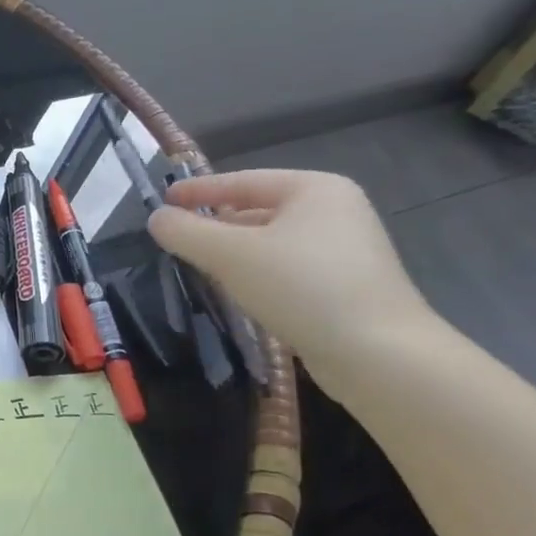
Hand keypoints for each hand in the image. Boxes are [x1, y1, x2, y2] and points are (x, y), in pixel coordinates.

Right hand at [146, 170, 434, 387]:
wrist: (379, 354)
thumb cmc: (302, 287)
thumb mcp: (230, 254)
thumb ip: (185, 231)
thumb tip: (156, 218)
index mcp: (314, 189)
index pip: (241, 181)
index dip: (198, 190)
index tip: (163, 200)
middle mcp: (335, 212)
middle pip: (257, 210)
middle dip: (215, 224)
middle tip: (175, 237)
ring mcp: (345, 250)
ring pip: (270, 242)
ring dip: (233, 252)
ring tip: (198, 265)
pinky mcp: (346, 286)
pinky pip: (286, 268)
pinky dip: (256, 273)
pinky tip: (236, 291)